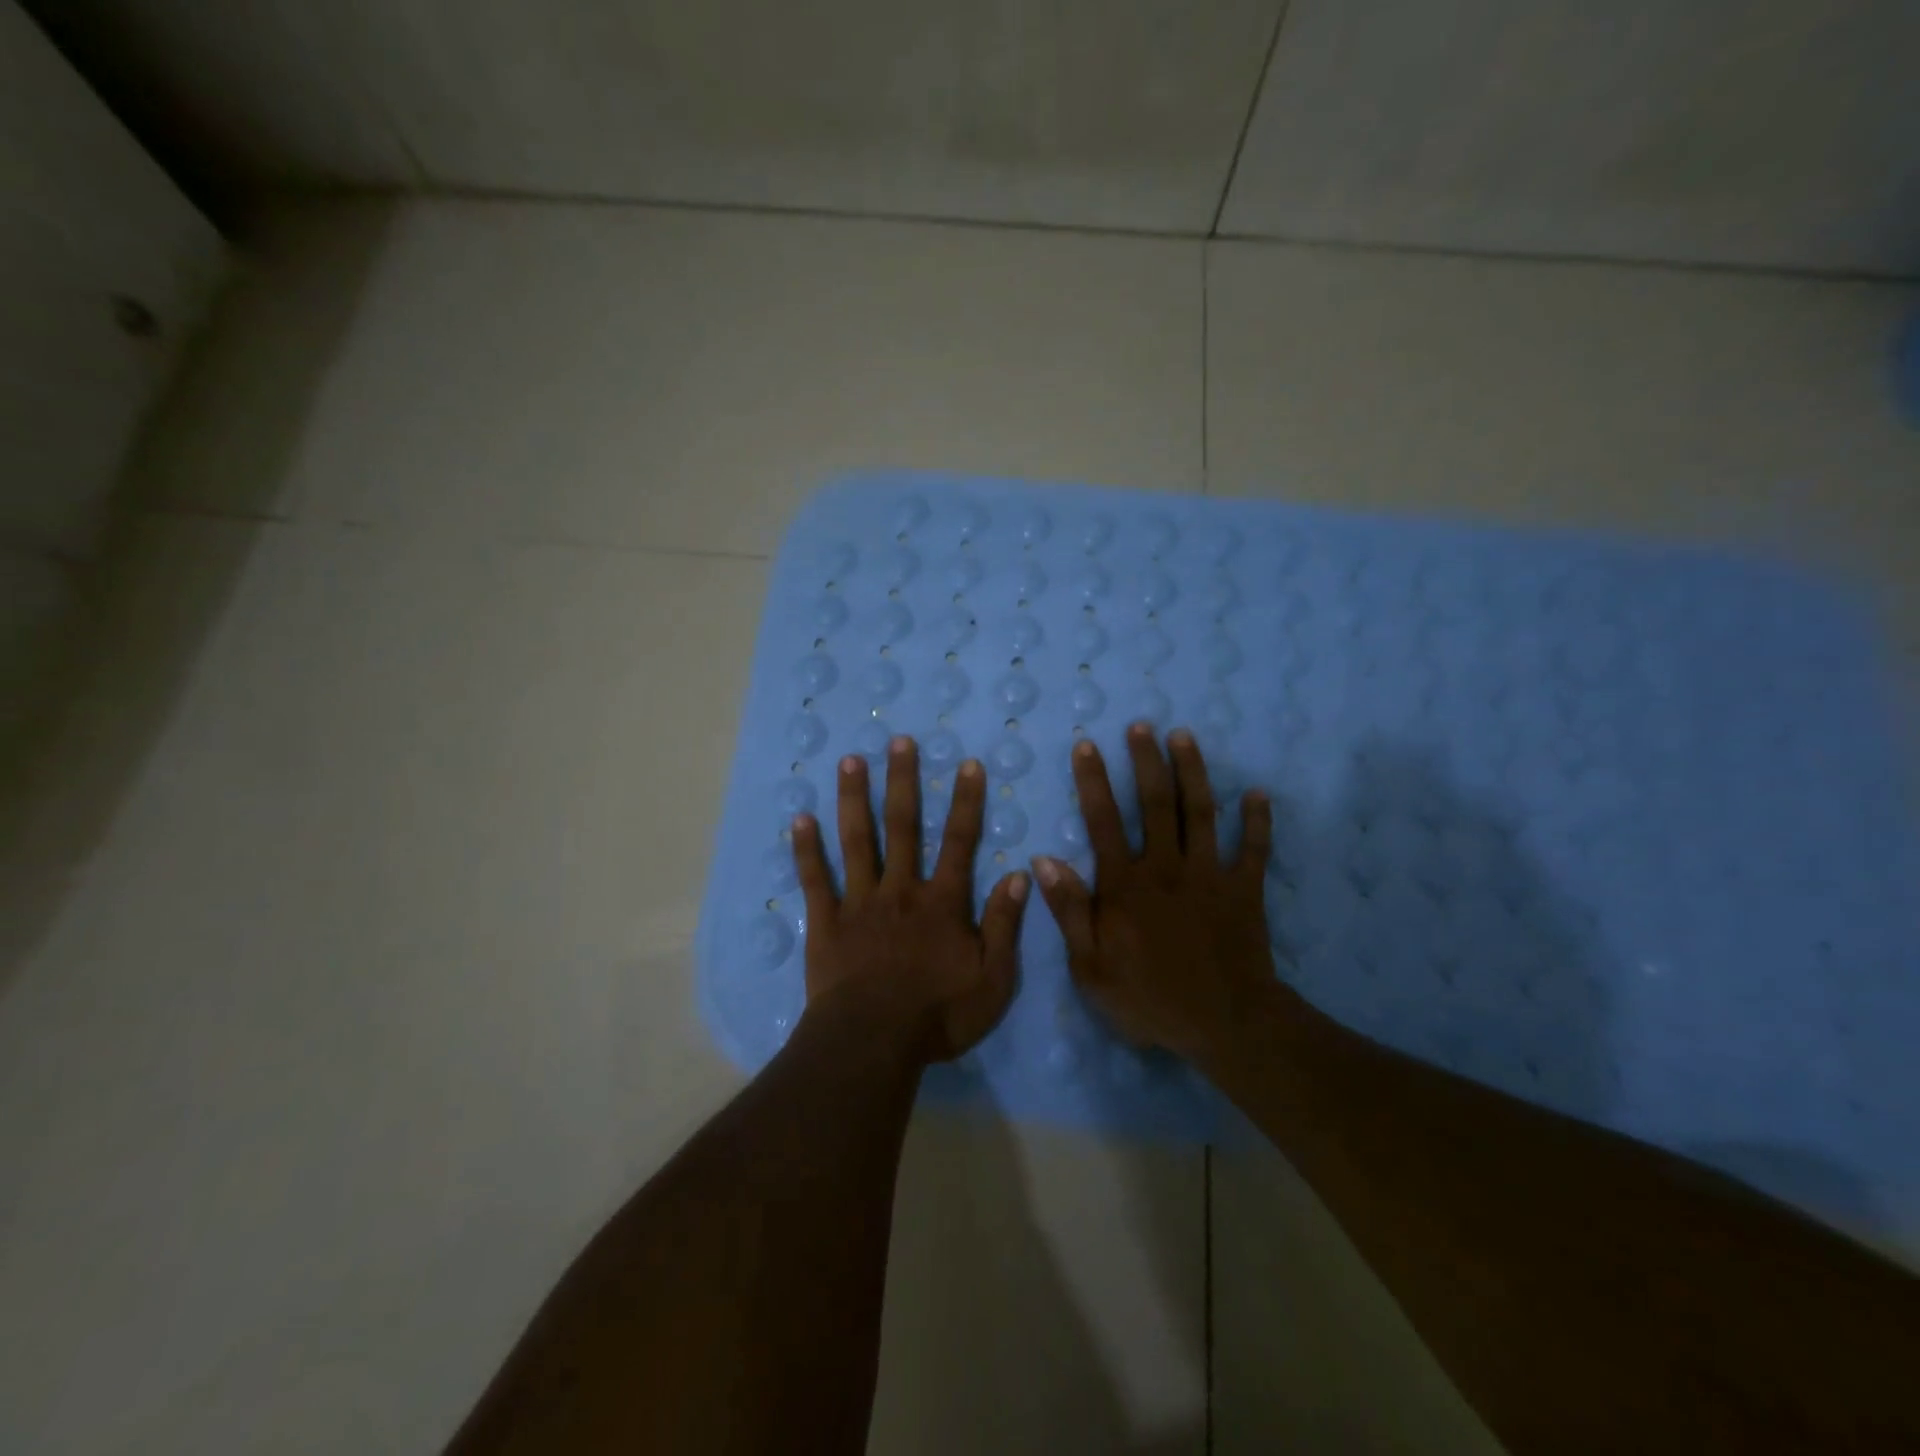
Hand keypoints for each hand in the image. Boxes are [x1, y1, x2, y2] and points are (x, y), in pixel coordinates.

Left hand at [792, 738, 1029, 1063]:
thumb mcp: (993, 979)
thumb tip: (1017, 875)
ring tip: (850, 760)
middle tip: (899, 741)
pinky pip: (815, 880)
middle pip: (902, 827)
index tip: (966, 764)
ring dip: (854, 798)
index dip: (965, 802)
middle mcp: (900, 890)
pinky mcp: (826, 922)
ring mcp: (859, 903)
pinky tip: (799, 819)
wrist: (873, 1043)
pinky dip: (807, 850)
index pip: (958, 842)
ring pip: (857, 841)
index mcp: (941, 903)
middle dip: (902, 781)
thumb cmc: (938, 1015)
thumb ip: (1004, 926)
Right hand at [1031, 725, 1277, 1061]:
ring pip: (1201, 813)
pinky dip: (1257, 822)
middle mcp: (1166, 867)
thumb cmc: (1150, 999)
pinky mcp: (1244, 890)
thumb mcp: (1091, 967)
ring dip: (1193, 772)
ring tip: (1184, 736)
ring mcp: (1209, 875)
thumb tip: (1044, 860)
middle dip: (1146, 761)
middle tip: (1141, 726)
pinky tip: (1258, 794)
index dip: (1093, 781)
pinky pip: (1253, 849)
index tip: (1087, 745)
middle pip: (1156, 803)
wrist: (1225, 1025)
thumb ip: (1069, 911)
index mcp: (1126, 885)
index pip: (1104, 821)